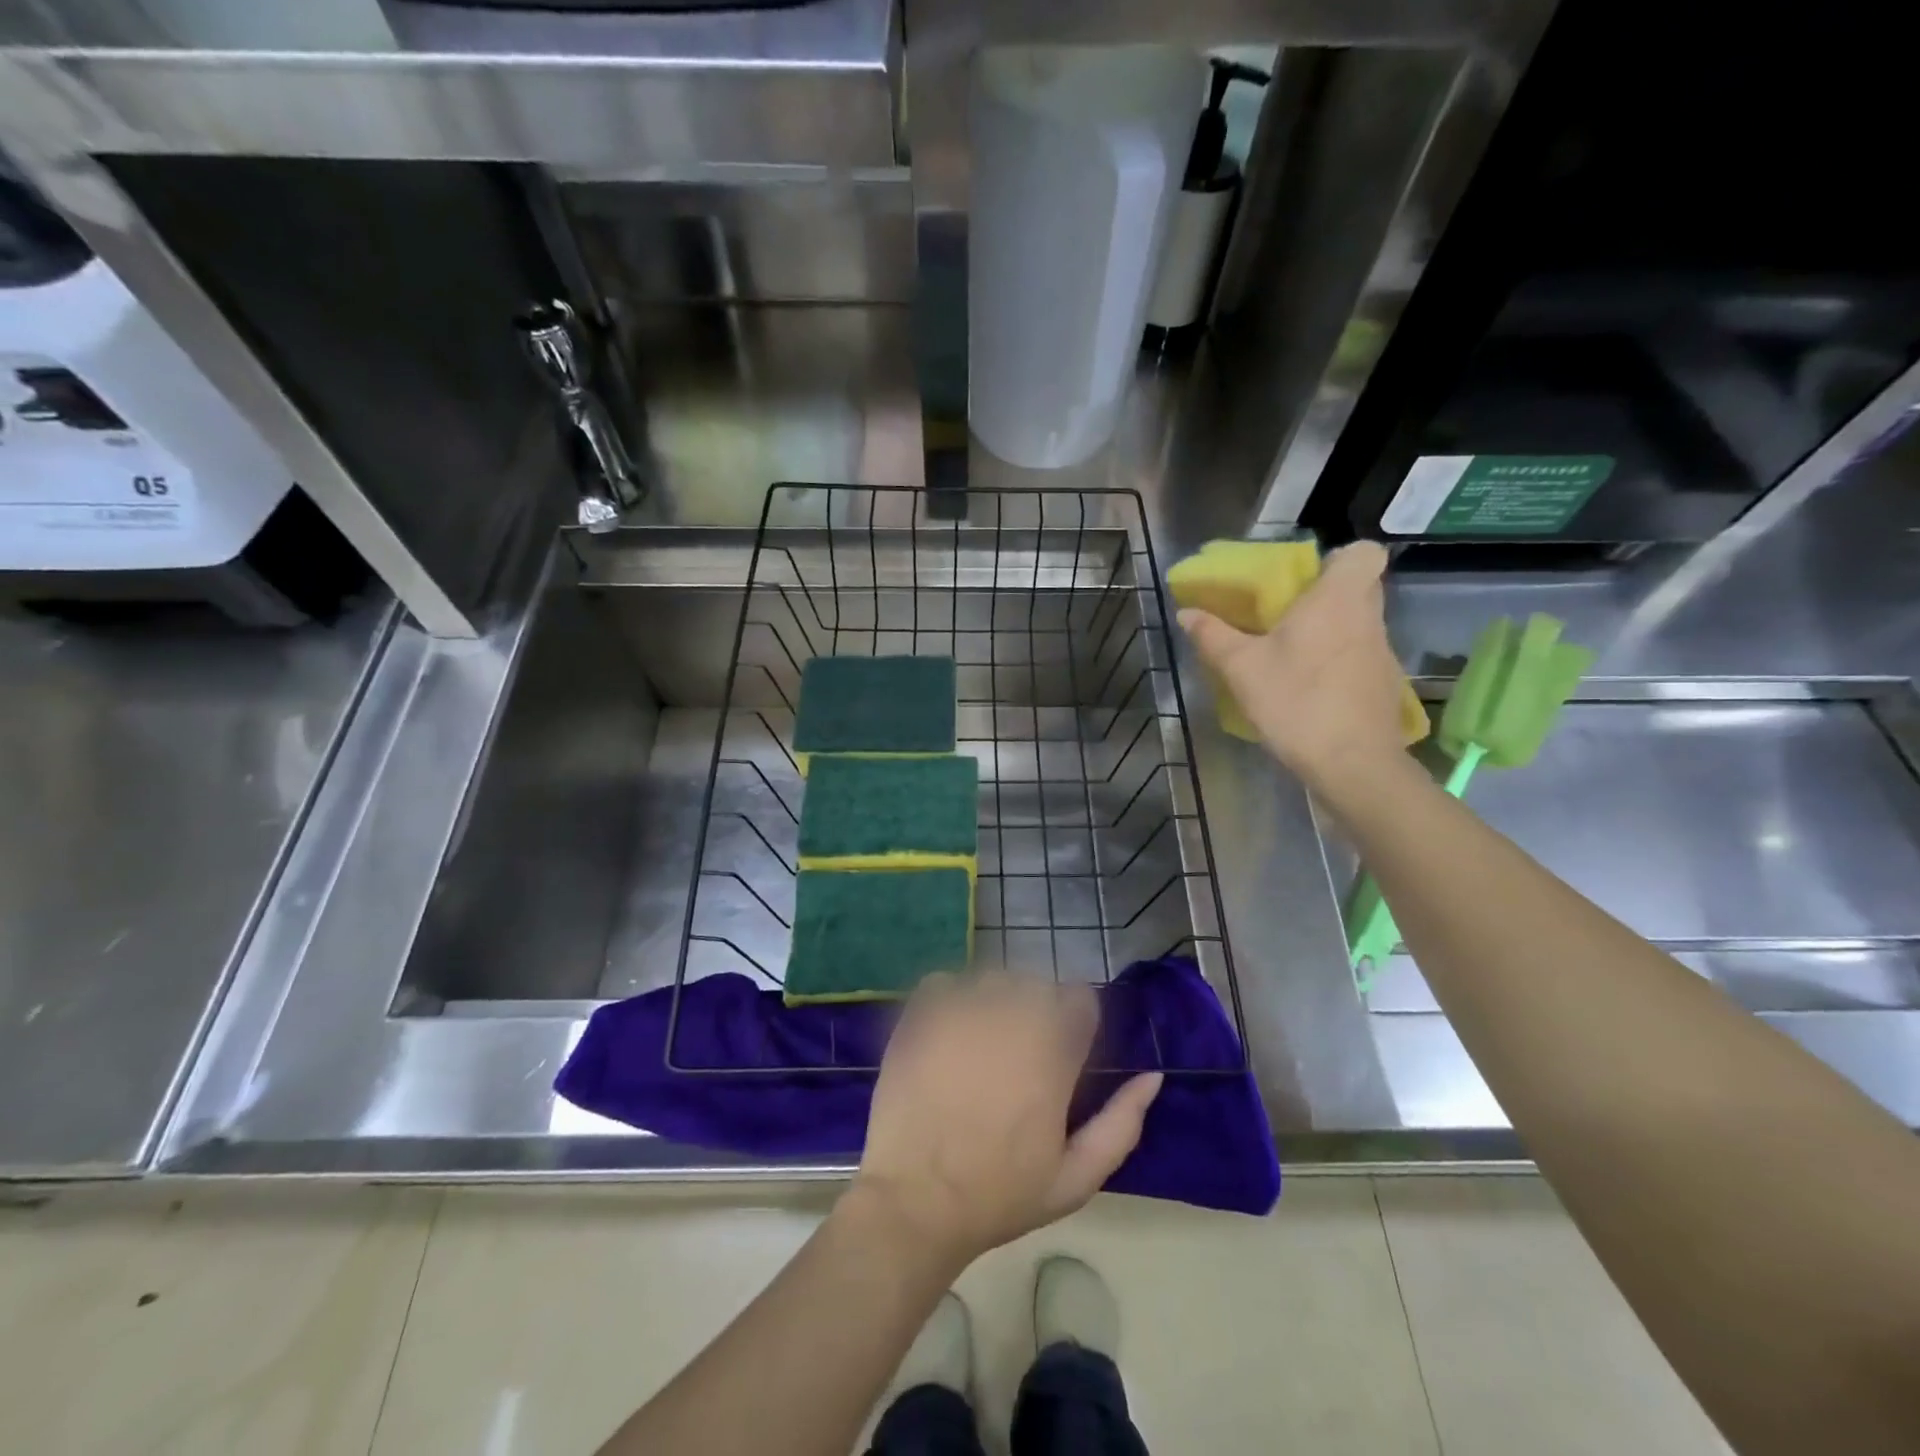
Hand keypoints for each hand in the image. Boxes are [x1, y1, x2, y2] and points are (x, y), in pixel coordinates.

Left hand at [851, 973, 1162, 1268]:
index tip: (1065, 1052)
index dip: (1077, 1022)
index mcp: (1052, 1051)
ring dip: (995, 1002)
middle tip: (1023, 1056)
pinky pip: (944, 982)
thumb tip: (1152, 1076)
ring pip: (992, 979)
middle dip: (1038, 1011)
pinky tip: (948, 1034)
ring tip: (983, 1045)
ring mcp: (960, 1010)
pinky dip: (950, 998)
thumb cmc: (1000, 1194)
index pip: (1081, 998)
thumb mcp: (1075, 1178)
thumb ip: (1121, 1124)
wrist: (915, 1201)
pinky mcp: (920, 1014)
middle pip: (1037, 984)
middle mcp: (1010, 1017)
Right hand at [1179, 541, 1406, 789]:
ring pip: (1359, 624)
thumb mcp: (1241, 668)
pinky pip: (1360, 657)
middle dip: (1327, 594)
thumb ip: (1213, 636)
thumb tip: (1186, 612)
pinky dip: (1338, 662)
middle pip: (1361, 587)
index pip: (1364, 553)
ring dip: (1331, 631)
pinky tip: (1309, 688)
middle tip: (1288, 614)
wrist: (1352, 764)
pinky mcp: (1383, 685)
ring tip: (1291, 655)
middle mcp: (1368, 618)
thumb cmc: (1296, 702)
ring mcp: (1382, 653)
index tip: (1305, 579)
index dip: (1337, 559)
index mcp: (1337, 599)